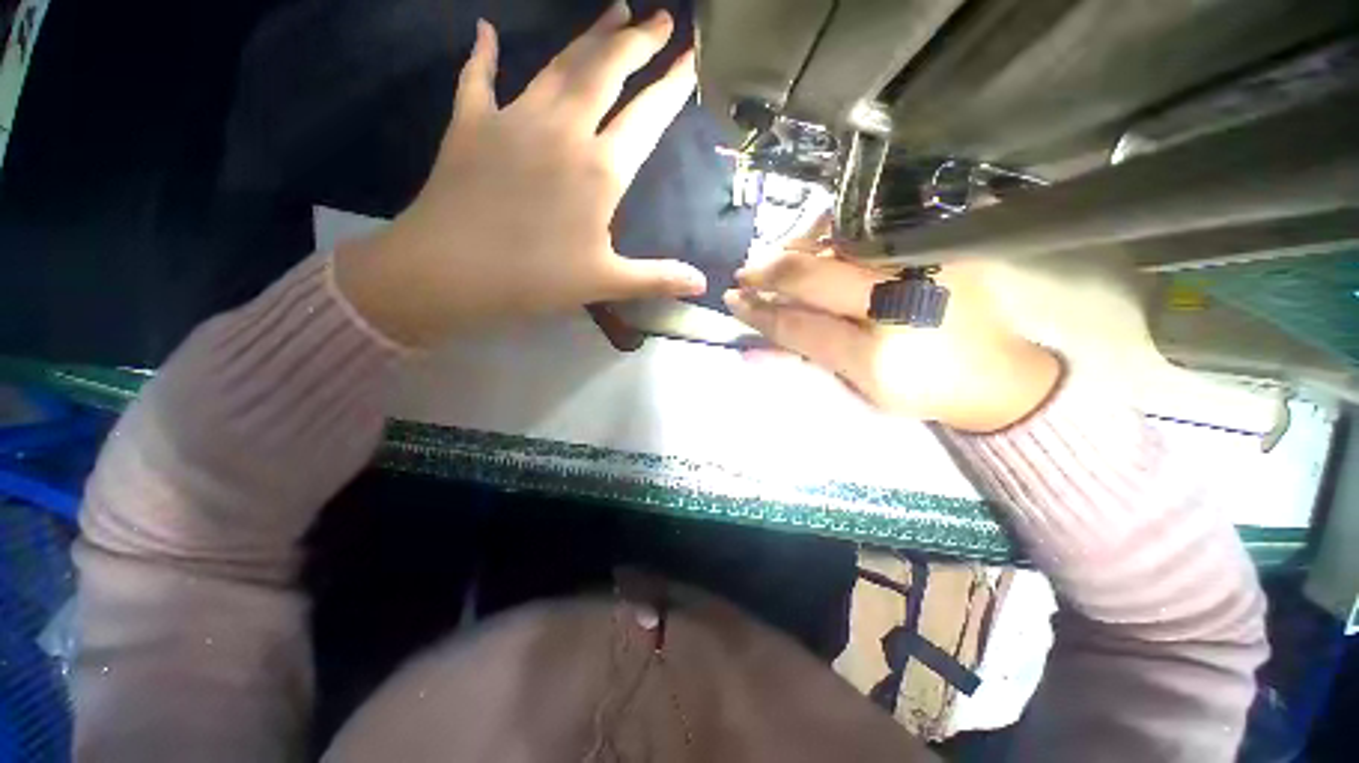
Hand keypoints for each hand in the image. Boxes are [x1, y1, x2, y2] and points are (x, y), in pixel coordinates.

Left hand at [336, 6, 705, 346]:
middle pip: (606, 71)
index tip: (692, 56)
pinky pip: (478, 78)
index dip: (672, 85)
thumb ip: (657, 278)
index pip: (647, 117)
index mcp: (600, 170)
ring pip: (560, 64)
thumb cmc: (536, 279)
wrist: (450, 272)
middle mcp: (563, 130)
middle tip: (659, 17)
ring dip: (589, 36)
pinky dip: (483, 54)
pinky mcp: (471, 124)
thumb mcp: (606, 282)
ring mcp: (514, 119)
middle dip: (637, 42)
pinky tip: (486, 32)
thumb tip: (703, 285)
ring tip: (614, 9)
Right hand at [726, 250, 1061, 432]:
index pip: (798, 325)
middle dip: (769, 272)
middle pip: (813, 275)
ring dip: (794, 247)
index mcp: (878, 356)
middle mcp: (902, 302)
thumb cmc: (920, 390)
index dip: (760, 312)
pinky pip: (870, 228)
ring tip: (774, 260)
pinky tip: (813, 244)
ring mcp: (924, 264)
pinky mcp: (942, 243)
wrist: (997, 374)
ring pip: (838, 241)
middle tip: (745, 274)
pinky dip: (832, 234)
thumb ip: (803, 363)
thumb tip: (749, 351)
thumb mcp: (858, 391)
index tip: (734, 301)